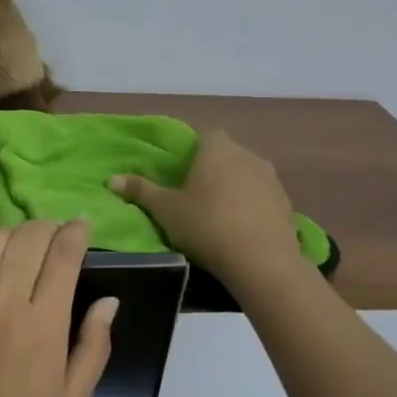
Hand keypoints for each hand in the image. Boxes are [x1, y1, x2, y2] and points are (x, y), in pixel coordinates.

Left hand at [0, 210, 116, 396]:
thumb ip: (93, 348)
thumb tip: (108, 301)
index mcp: (43, 327)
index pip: (63, 257)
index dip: (75, 233)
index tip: (81, 226)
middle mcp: (2, 304)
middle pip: (28, 241)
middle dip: (46, 227)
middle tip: (53, 233)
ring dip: (10, 230)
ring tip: (19, 238)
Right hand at [110, 129, 301, 289]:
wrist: (262, 261)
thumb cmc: (207, 225)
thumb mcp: (166, 210)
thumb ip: (140, 191)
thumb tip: (111, 179)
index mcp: (217, 149)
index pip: (205, 136)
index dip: (193, 152)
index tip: (182, 175)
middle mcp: (247, 154)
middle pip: (227, 154)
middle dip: (214, 169)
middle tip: (196, 196)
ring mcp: (271, 178)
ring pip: (247, 174)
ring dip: (235, 187)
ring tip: (219, 215)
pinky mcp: (286, 202)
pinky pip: (263, 196)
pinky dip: (252, 206)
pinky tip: (242, 229)